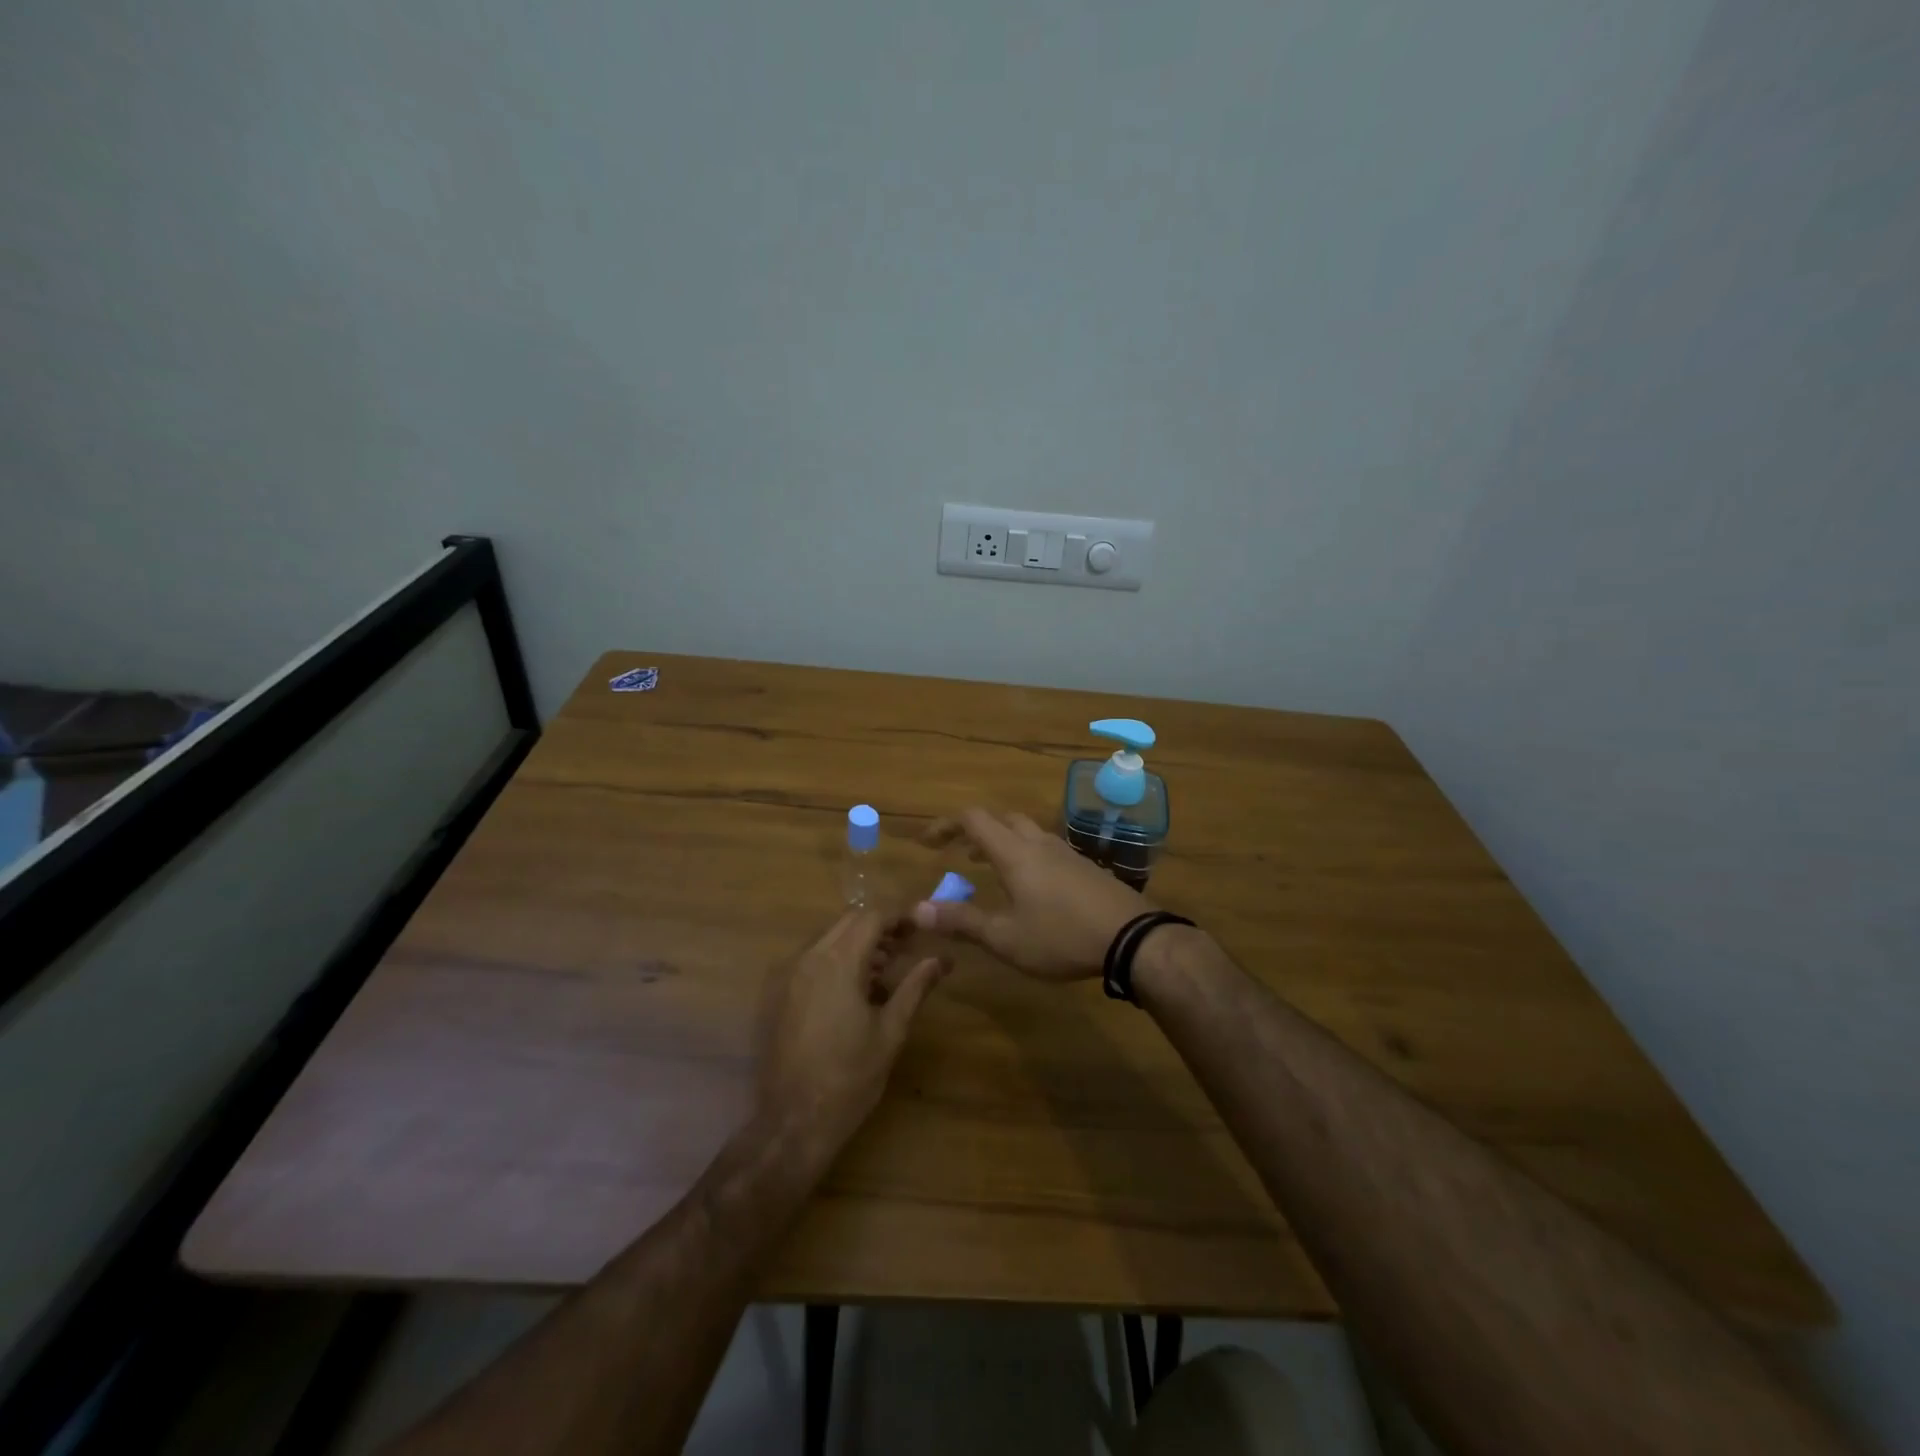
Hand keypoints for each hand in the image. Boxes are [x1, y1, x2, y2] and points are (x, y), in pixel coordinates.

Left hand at [757, 910, 948, 1159]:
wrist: (791, 1123)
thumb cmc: (849, 1078)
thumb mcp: (891, 1032)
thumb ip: (915, 987)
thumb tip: (941, 960)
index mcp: (837, 962)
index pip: (872, 916)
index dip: (900, 915)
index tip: (923, 926)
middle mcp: (807, 958)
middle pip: (848, 921)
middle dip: (880, 927)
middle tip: (908, 946)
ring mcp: (786, 975)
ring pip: (827, 938)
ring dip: (857, 943)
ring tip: (885, 971)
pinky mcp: (776, 994)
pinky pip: (810, 960)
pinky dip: (835, 960)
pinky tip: (854, 990)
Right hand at [913, 808, 1152, 979]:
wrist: (1133, 938)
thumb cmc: (1062, 937)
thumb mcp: (1005, 937)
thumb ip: (962, 921)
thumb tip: (917, 909)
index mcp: (1015, 853)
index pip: (973, 819)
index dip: (945, 825)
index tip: (927, 843)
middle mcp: (1039, 843)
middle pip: (1001, 819)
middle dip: (975, 831)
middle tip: (958, 854)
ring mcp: (1067, 852)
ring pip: (1027, 832)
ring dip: (1002, 842)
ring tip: (989, 868)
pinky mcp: (1086, 867)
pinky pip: (1046, 848)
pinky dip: (1026, 855)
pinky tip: (1031, 886)